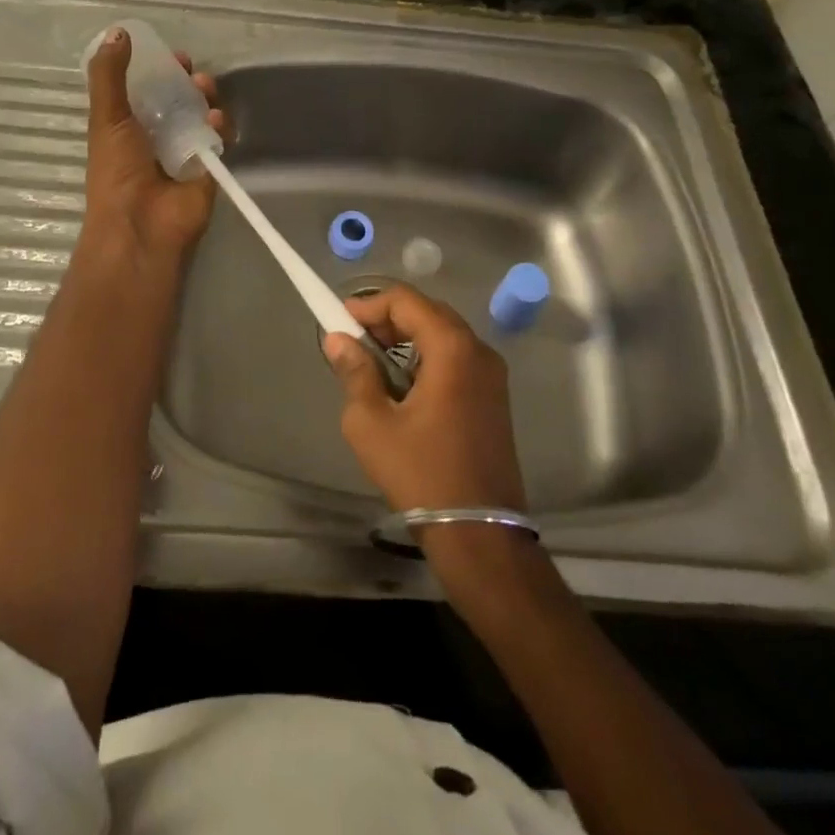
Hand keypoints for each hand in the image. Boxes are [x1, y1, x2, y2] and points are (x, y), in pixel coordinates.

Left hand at [80, 27, 226, 264]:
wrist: (141, 226)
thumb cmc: (117, 170)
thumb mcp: (106, 116)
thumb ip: (110, 75)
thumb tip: (118, 31)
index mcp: (126, 127)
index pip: (146, 90)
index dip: (159, 71)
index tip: (172, 56)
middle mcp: (155, 138)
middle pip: (177, 100)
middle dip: (187, 81)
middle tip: (192, 70)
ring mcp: (183, 153)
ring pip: (200, 116)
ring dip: (205, 98)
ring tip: (205, 90)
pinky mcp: (208, 168)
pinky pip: (218, 139)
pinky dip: (219, 126)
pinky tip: (214, 119)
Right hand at [322, 285, 527, 514]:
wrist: (479, 533)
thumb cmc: (421, 473)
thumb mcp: (372, 423)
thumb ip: (354, 372)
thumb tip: (339, 340)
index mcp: (452, 348)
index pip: (406, 301)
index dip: (369, 304)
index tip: (340, 321)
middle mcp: (479, 350)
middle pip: (428, 312)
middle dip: (387, 318)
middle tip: (354, 339)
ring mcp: (492, 374)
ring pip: (443, 334)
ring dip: (407, 337)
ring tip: (373, 361)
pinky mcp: (494, 396)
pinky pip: (457, 357)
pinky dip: (426, 356)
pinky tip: (403, 384)